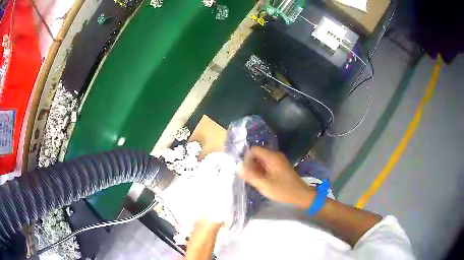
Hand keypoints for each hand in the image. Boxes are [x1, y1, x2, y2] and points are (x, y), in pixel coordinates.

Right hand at [239, 147, 314, 208]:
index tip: (246, 171)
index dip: (247, 159)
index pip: (253, 150)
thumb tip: (238, 167)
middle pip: (257, 155)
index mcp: (272, 157)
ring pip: (261, 161)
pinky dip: (261, 172)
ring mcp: (278, 161)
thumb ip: (250, 176)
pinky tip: (262, 181)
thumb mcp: (265, 185)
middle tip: (250, 178)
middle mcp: (275, 156)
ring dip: (256, 169)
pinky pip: (266, 165)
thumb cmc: (283, 190)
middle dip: (251, 165)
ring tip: (255, 181)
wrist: (301, 195)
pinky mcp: (279, 167)